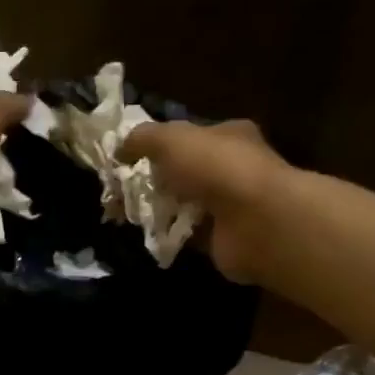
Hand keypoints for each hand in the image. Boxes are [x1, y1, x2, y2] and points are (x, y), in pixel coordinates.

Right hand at [121, 119, 284, 283]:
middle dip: (152, 180)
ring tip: (125, 214)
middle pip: (183, 172)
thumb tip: (119, 148)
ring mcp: (230, 206)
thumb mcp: (171, 139)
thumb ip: (142, 138)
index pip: (189, 136)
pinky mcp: (223, 238)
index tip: (127, 158)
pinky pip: (186, 235)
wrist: (256, 222)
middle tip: (120, 190)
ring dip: (157, 209)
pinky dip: (168, 235)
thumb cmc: (216, 168)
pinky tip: (148, 235)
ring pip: (182, 204)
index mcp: (228, 135)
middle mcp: (232, 168)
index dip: (158, 144)